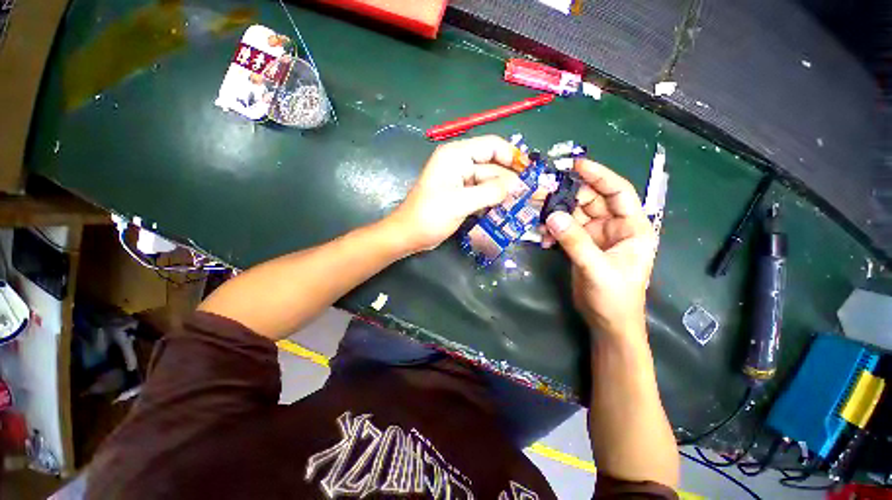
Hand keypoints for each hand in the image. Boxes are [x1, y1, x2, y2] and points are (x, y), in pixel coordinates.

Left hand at [388, 135, 520, 252]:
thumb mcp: (460, 203)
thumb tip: (516, 185)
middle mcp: (460, 164)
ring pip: (490, 182)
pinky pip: (483, 194)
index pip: (491, 146)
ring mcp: (461, 181)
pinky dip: (493, 201)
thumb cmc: (429, 216)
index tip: (529, 173)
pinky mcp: (462, 195)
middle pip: (493, 167)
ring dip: (503, 194)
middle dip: (510, 181)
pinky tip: (505, 211)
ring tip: (521, 206)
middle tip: (530, 196)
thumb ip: (489, 192)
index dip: (512, 156)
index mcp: (456, 156)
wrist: (409, 235)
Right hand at [544, 159, 655, 338]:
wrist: (607, 322)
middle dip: (568, 196)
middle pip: (591, 200)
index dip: (599, 175)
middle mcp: (615, 226)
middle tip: (543, 193)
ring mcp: (596, 235)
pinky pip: (565, 230)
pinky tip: (544, 238)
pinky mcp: (582, 245)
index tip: (575, 165)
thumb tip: (552, 216)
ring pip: (575, 214)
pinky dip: (553, 231)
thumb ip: (575, 241)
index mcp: (633, 227)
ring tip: (538, 217)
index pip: (618, 191)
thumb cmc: (614, 297)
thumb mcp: (597, 268)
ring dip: (557, 215)